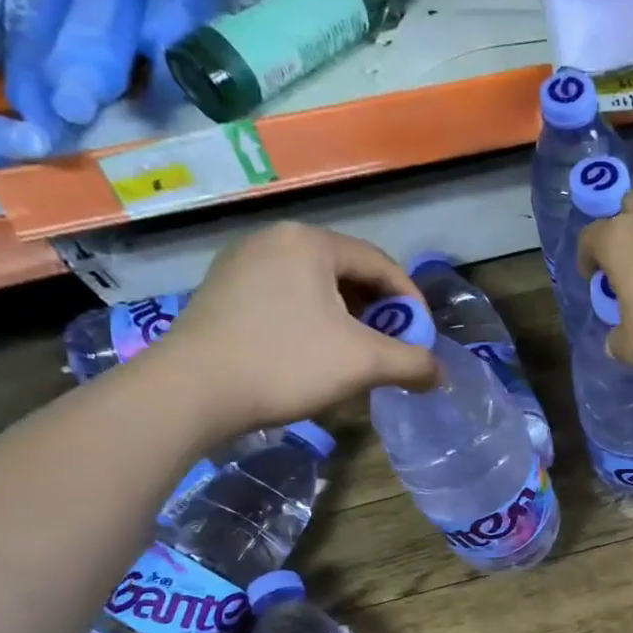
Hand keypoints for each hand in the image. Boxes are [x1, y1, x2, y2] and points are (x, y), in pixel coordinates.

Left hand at [148, 221, 439, 433]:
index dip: (411, 301)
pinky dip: (312, 321)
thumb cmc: (286, 363)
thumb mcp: (364, 363)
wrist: (190, 392)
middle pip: (347, 272)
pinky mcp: (222, 292)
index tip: (423, 338)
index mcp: (310, 242)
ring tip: (357, 354)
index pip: (380, 264)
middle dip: (378, 311)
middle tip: (392, 346)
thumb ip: (413, 363)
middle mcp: (274, 240)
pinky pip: (285, 298)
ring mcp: (241, 263)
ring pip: (315, 287)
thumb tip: (441, 374)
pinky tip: (314, 354)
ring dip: (346, 319)